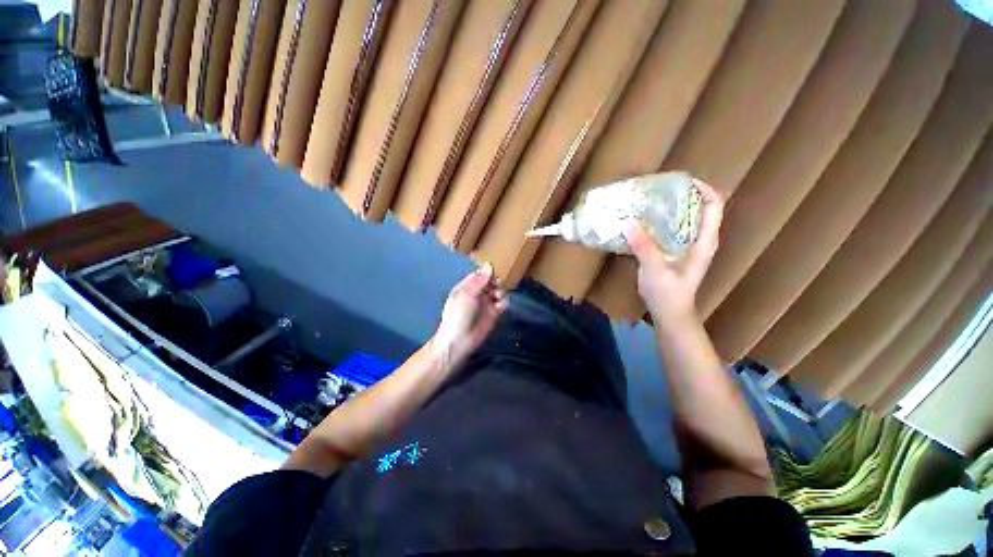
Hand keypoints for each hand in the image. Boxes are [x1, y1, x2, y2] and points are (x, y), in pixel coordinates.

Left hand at [432, 264, 508, 365]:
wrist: (459, 341)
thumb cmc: (458, 315)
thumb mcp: (467, 294)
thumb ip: (479, 280)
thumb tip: (489, 265)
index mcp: (466, 286)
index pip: (479, 275)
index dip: (487, 272)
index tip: (495, 271)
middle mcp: (477, 293)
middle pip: (491, 282)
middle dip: (496, 282)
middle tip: (497, 285)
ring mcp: (485, 303)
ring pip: (498, 291)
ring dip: (501, 291)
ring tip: (498, 297)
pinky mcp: (493, 314)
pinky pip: (502, 303)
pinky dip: (504, 302)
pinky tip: (501, 305)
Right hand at [623, 180, 723, 323]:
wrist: (670, 314)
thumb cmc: (668, 294)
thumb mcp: (655, 269)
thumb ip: (643, 246)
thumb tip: (628, 222)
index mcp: (704, 242)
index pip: (714, 206)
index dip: (703, 189)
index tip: (681, 182)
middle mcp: (700, 240)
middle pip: (699, 209)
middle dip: (682, 196)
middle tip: (658, 191)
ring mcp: (688, 247)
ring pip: (685, 220)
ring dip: (670, 209)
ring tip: (649, 203)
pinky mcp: (676, 253)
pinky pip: (672, 231)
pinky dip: (661, 222)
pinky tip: (643, 223)